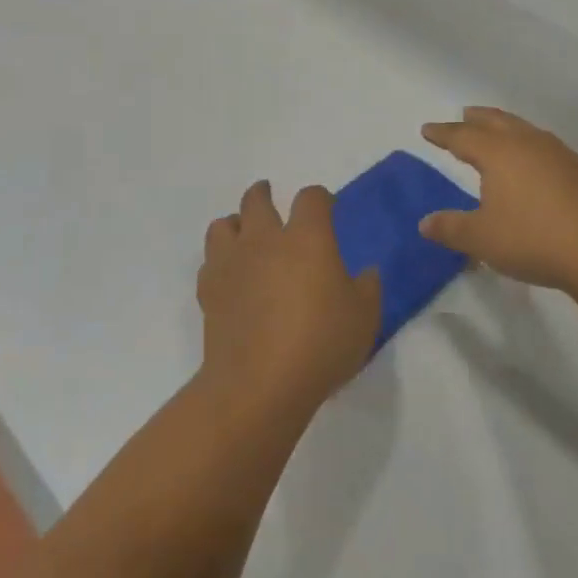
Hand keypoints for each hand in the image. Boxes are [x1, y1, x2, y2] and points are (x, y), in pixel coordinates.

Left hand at [196, 181, 379, 421]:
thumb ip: (368, 287)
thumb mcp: (364, 317)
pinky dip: (220, 261)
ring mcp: (232, 262)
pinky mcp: (209, 290)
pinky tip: (231, 275)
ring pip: (223, 224)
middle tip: (271, 198)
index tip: (327, 207)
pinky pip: (210, 261)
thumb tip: (367, 272)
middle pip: (257, 199)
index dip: (320, 197)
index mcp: (307, 237)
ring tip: (244, 234)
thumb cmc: (320, 344)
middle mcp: (265, 239)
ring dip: (235, 223)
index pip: (311, 198)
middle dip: (265, 194)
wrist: (259, 384)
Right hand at [420, 107, 577, 295]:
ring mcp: (559, 154)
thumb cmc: (535, 239)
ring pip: (524, 130)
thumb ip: (451, 228)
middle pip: (496, 121)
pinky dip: (529, 146)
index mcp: (498, 153)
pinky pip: (545, 146)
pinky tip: (534, 163)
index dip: (443, 133)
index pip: (462, 136)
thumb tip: (424, 222)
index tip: (428, 130)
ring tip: (497, 134)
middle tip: (463, 114)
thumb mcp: (483, 239)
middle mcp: (527, 143)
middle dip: (476, 119)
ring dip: (505, 127)